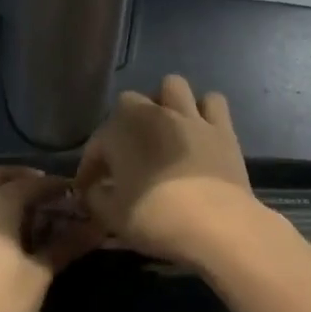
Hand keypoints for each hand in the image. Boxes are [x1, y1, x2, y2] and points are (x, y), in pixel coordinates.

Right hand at [73, 74, 261, 265]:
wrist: (215, 225)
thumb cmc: (155, 219)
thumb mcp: (111, 216)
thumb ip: (96, 197)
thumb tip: (95, 189)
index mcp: (120, 133)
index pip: (97, 143)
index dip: (90, 166)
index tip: (88, 188)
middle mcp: (153, 115)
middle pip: (129, 102)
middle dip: (123, 123)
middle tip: (125, 152)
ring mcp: (190, 117)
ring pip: (172, 86)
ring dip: (164, 102)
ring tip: (163, 128)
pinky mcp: (222, 129)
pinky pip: (212, 102)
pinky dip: (203, 111)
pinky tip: (198, 130)